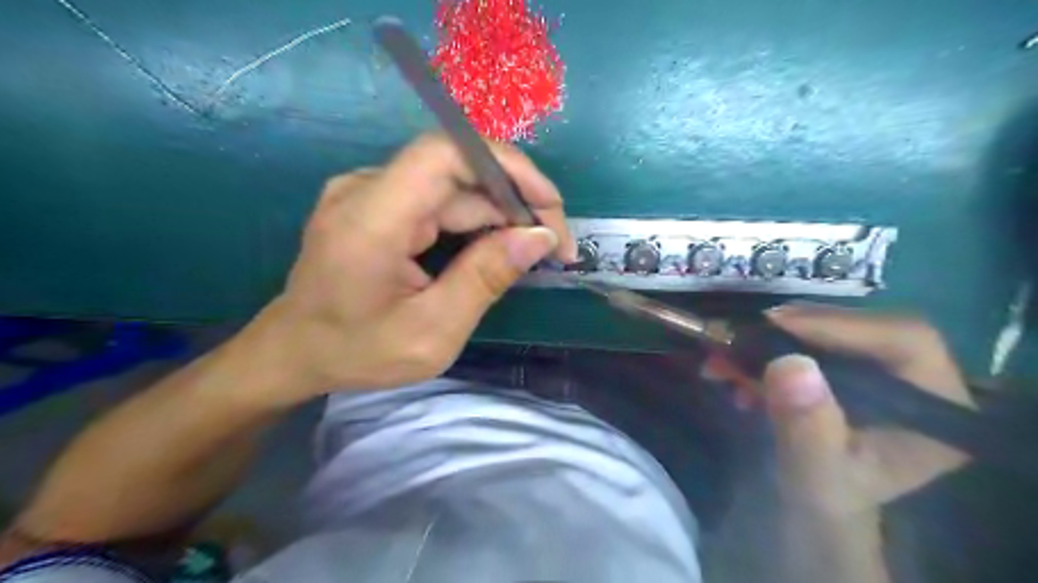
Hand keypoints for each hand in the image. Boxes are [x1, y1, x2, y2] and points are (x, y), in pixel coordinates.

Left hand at [249, 135, 574, 402]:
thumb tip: (539, 237)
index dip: (506, 166)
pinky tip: (497, 248)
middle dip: (516, 202)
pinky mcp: (376, 203)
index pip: (446, 154)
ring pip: (453, 188)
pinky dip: (475, 221)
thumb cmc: (356, 352)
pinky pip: (437, 200)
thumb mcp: (432, 332)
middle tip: (555, 246)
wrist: (292, 352)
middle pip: (458, 172)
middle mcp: (367, 189)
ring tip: (534, 251)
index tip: (550, 205)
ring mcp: (369, 192)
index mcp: (372, 219)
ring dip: (499, 215)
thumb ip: (485, 279)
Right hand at [755, 305, 972, 518]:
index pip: (905, 339)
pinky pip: (809, 339)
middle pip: (862, 325)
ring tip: (726, 358)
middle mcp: (917, 377)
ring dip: (771, 338)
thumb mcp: (815, 473)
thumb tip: (790, 364)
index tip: (777, 325)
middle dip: (794, 329)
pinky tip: (736, 370)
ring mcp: (881, 367)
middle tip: (743, 336)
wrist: (815, 502)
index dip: (841, 324)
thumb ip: (808, 427)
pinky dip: (767, 349)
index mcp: (936, 407)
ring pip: (830, 328)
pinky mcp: (849, 364)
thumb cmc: (827, 496)